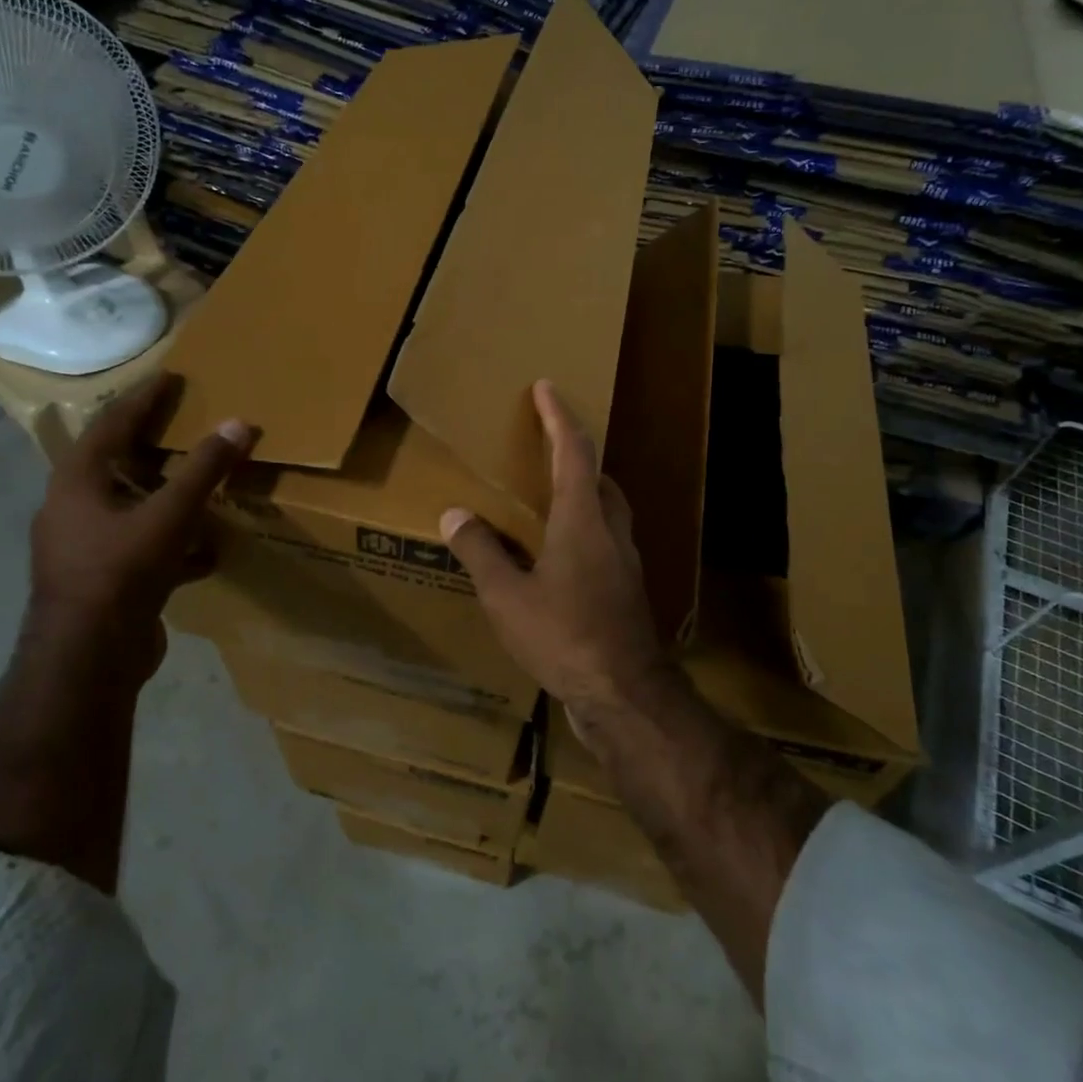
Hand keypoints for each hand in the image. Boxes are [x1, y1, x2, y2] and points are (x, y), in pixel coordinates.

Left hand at [27, 373, 256, 683]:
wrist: (88, 659)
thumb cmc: (120, 572)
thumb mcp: (169, 515)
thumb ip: (204, 469)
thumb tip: (239, 423)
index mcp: (77, 481)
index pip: (111, 423)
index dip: (143, 398)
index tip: (170, 377)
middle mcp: (74, 507)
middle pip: (117, 463)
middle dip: (153, 445)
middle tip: (187, 424)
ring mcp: (87, 547)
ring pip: (131, 507)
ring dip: (166, 495)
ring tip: (202, 483)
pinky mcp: (105, 580)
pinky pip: (144, 547)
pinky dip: (174, 542)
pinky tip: (208, 551)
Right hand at [439, 380, 669, 725]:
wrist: (624, 693)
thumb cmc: (565, 637)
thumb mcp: (508, 597)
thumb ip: (481, 552)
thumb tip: (455, 515)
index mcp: (582, 520)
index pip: (574, 452)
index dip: (559, 417)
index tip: (547, 388)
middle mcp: (611, 531)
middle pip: (598, 476)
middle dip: (575, 452)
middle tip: (546, 443)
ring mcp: (625, 561)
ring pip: (607, 508)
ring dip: (583, 489)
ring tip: (551, 493)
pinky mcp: (627, 588)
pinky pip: (606, 538)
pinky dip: (585, 525)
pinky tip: (562, 552)